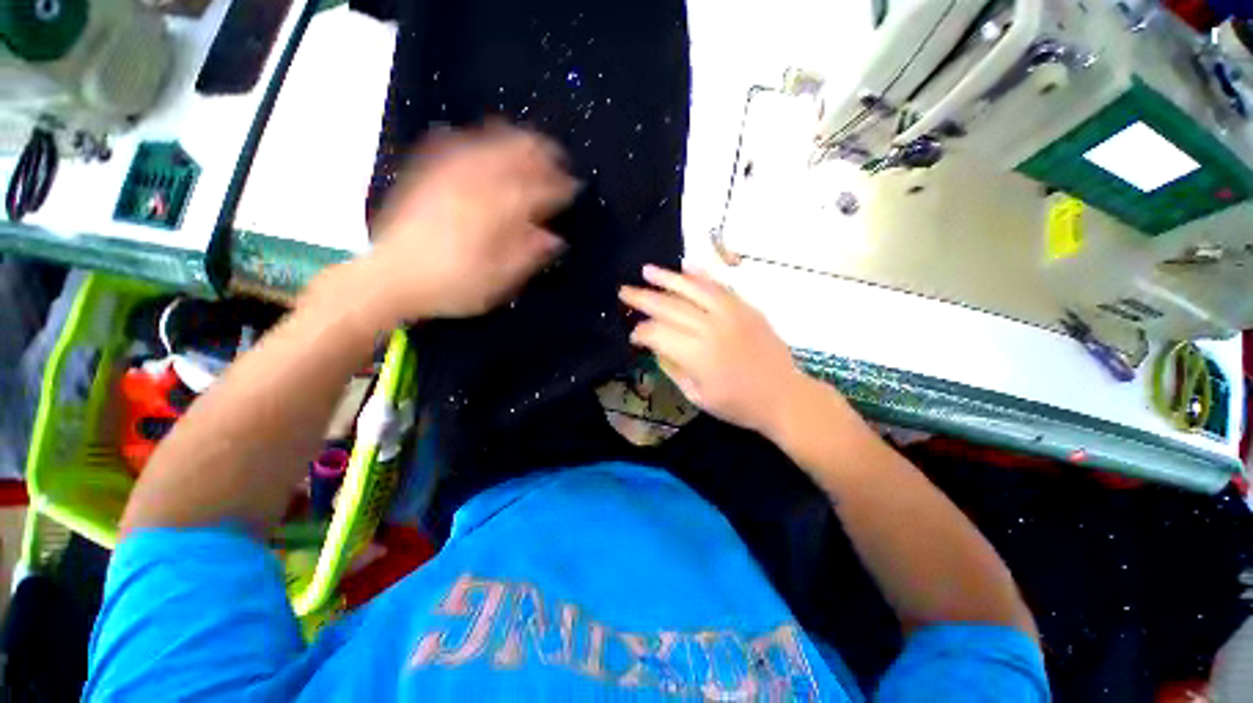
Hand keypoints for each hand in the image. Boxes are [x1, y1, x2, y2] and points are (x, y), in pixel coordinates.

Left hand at [361, 123, 576, 322]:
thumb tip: (555, 238)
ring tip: (529, 140)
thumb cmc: (452, 286)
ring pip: (487, 143)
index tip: (574, 186)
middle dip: (540, 154)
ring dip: (513, 139)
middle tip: (557, 157)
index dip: (559, 187)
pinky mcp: (426, 173)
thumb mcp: (497, 281)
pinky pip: (454, 144)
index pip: (537, 191)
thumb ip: (528, 256)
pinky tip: (482, 138)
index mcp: (496, 215)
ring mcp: (448, 175)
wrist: (391, 277)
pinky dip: (475, 137)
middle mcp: (475, 186)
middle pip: (514, 157)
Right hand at [619, 265, 807, 435]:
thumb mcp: (697, 396)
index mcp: (697, 355)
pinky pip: (720, 286)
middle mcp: (711, 328)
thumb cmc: (738, 404)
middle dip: (643, 298)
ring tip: (647, 270)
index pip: (658, 334)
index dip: (641, 332)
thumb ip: (672, 368)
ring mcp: (731, 314)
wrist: (784, 396)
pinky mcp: (746, 308)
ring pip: (693, 289)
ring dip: (667, 278)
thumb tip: (655, 347)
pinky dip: (702, 274)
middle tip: (624, 291)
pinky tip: (686, 266)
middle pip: (670, 307)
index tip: (633, 335)